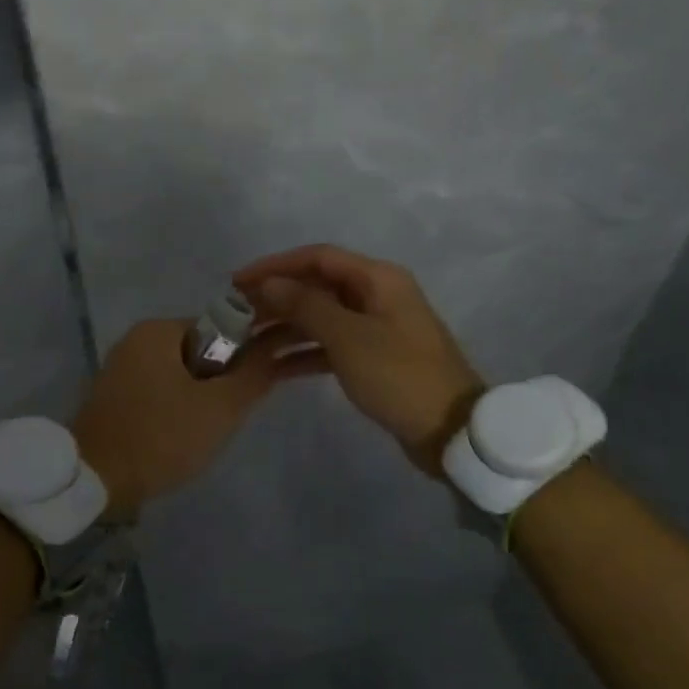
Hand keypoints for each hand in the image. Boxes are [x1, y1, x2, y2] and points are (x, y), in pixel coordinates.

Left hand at [72, 318, 320, 517]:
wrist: (92, 480)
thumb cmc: (160, 436)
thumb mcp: (219, 407)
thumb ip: (254, 374)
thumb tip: (277, 347)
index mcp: (159, 329)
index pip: (222, 329)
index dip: (244, 359)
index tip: (245, 395)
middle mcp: (137, 338)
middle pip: (202, 351)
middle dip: (221, 383)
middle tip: (223, 419)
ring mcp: (122, 366)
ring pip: (182, 374)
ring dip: (200, 399)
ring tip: (201, 433)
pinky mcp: (114, 394)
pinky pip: (160, 390)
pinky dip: (176, 408)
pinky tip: (177, 437)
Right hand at [234, 244, 484, 478]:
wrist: (451, 430)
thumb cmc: (398, 375)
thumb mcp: (348, 337)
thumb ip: (305, 305)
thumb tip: (269, 282)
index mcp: (377, 279)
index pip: (317, 258)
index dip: (276, 265)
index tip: (238, 281)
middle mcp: (376, 295)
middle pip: (317, 286)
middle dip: (277, 297)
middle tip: (238, 313)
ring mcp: (375, 327)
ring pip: (321, 316)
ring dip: (286, 325)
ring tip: (247, 339)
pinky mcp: (373, 357)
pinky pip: (330, 344)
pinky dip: (303, 352)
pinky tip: (273, 367)